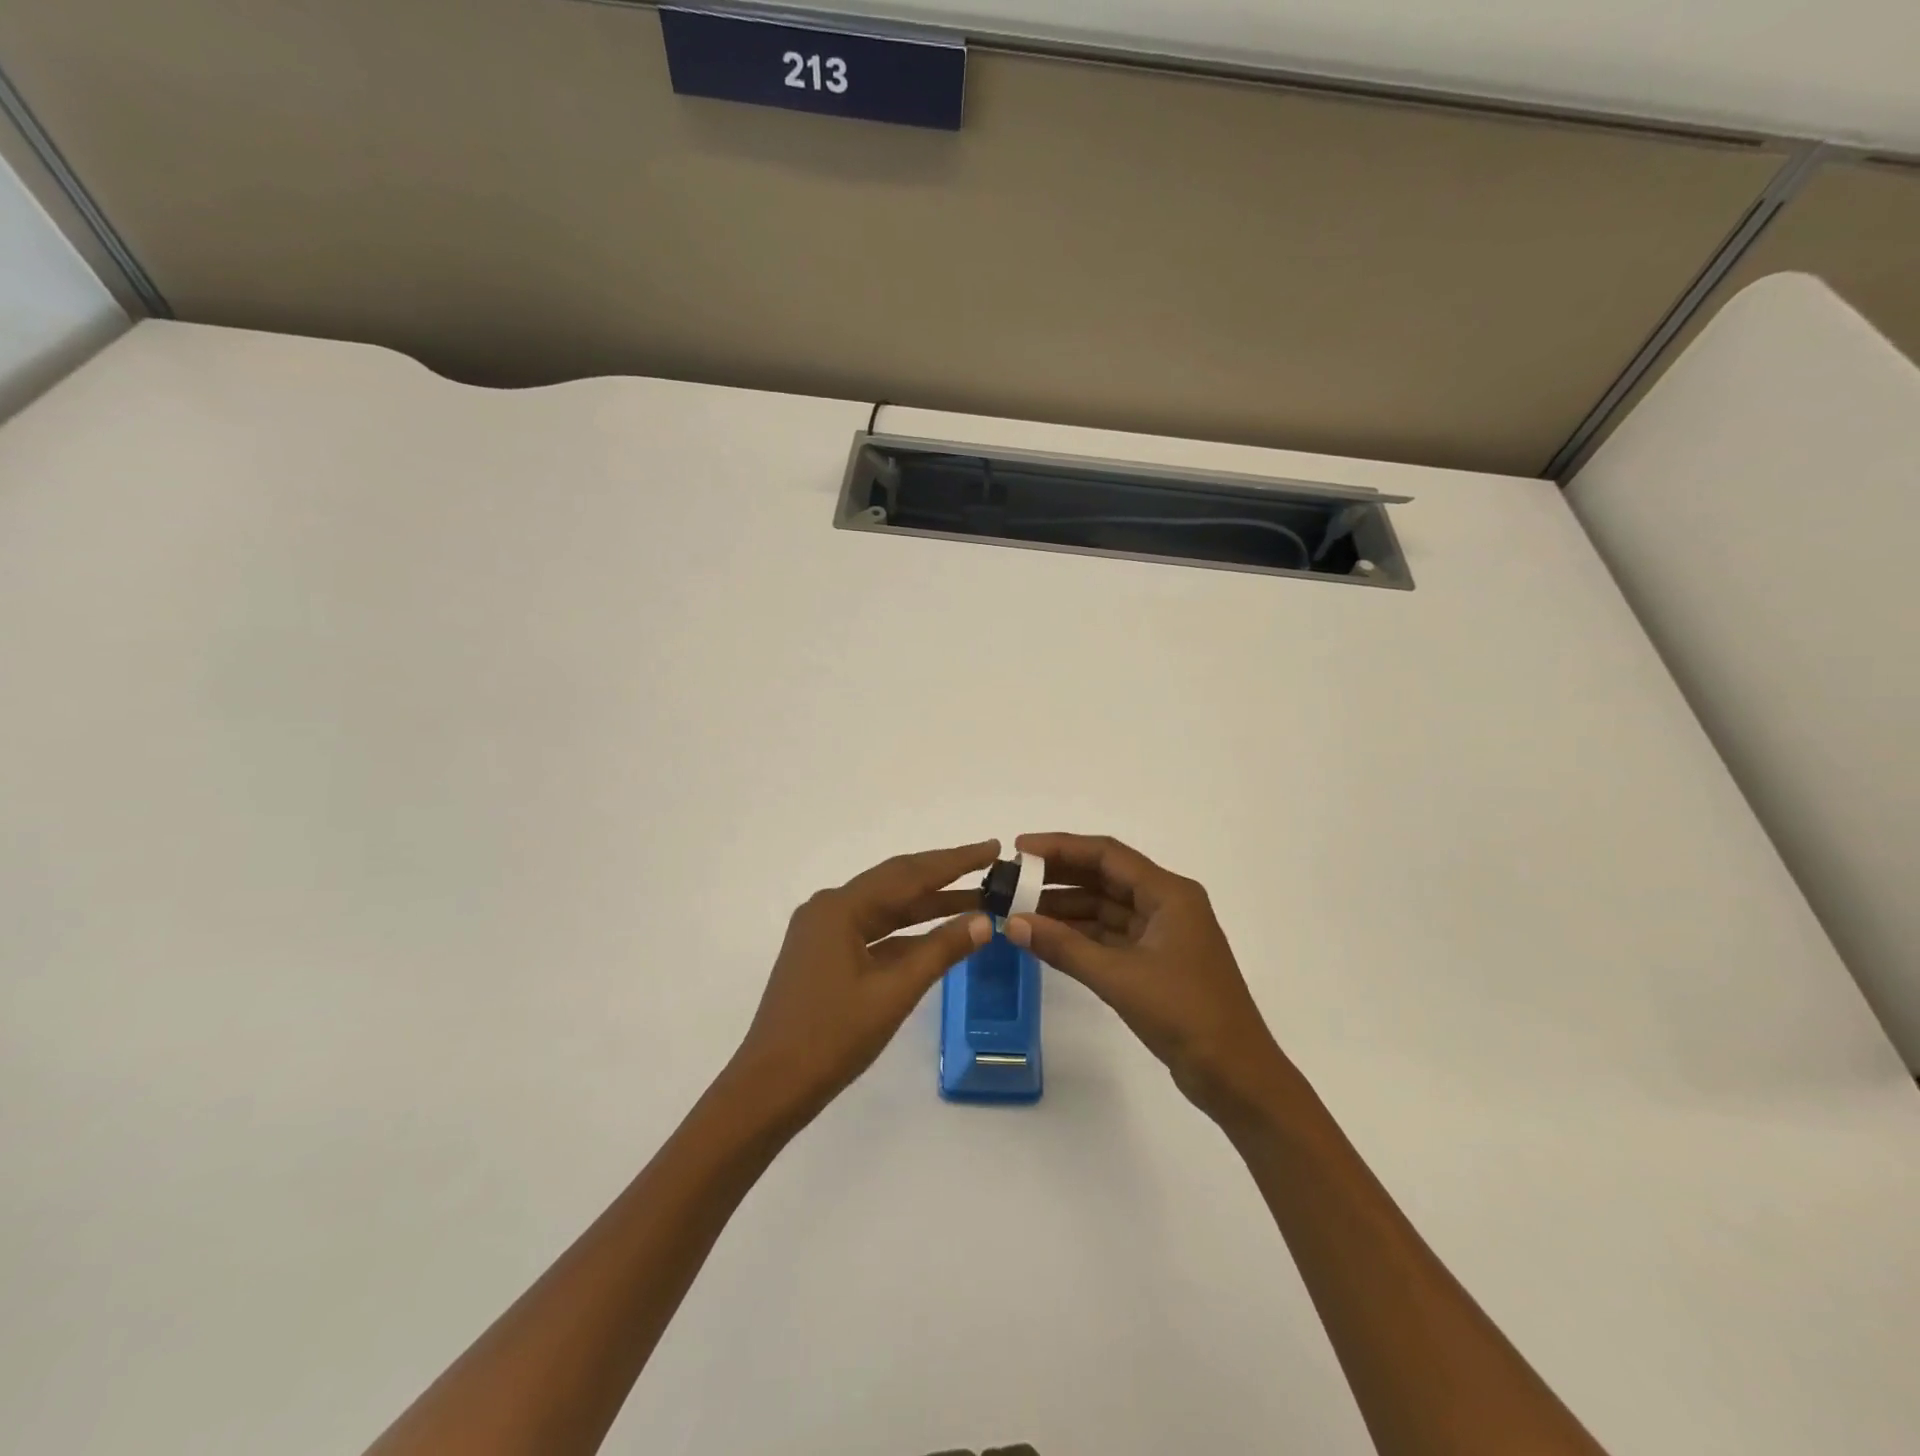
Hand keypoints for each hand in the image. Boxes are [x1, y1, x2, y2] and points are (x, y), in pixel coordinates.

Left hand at [725, 840, 995, 1126]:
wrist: (769, 1089)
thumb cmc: (831, 1038)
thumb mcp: (893, 992)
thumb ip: (940, 950)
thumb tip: (985, 920)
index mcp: (840, 908)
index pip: (909, 874)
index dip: (955, 861)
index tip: (993, 847)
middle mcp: (829, 909)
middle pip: (897, 883)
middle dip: (945, 876)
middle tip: (991, 866)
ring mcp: (824, 932)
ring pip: (887, 909)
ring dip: (929, 906)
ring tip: (977, 901)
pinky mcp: (824, 956)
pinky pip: (874, 932)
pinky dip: (908, 933)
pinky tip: (938, 935)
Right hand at [1010, 833, 1290, 1124]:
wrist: (1236, 1076)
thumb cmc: (1185, 1014)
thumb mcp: (1119, 977)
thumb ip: (1064, 947)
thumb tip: (1013, 923)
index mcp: (1169, 894)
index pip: (1107, 855)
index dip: (1061, 847)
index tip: (1020, 848)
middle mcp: (1166, 905)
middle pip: (1105, 877)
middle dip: (1059, 876)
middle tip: (1012, 879)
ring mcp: (1162, 935)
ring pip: (1105, 908)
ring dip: (1066, 908)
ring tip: (1019, 909)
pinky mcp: (1156, 963)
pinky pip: (1111, 936)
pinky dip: (1080, 936)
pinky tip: (1047, 937)